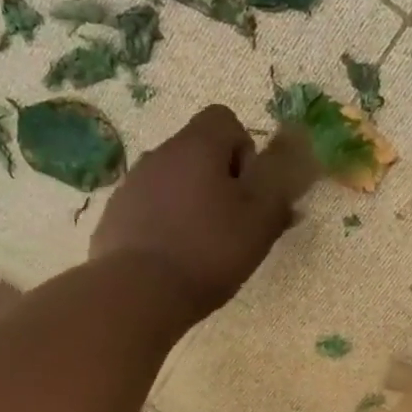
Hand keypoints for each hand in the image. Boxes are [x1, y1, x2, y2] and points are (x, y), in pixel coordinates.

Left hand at [90, 104, 298, 317]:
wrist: (139, 292)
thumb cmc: (210, 249)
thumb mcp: (261, 217)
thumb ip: (280, 179)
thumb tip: (295, 148)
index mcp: (196, 146)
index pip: (225, 119)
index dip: (246, 151)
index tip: (251, 191)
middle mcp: (159, 154)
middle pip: (199, 152)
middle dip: (221, 181)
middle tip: (235, 224)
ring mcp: (131, 185)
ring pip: (174, 181)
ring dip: (193, 202)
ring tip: (205, 246)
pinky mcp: (115, 216)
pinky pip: (150, 208)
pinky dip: (167, 224)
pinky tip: (176, 258)